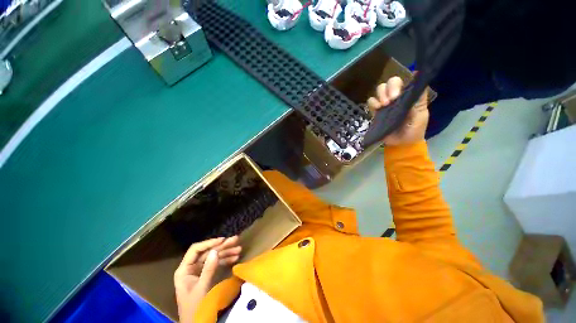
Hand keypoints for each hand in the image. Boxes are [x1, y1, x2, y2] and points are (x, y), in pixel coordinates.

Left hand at [174, 236, 241, 322]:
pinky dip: (226, 261)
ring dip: (226, 253)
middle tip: (235, 240)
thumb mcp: (202, 288)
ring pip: (213, 257)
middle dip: (222, 246)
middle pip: (207, 252)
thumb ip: (208, 269)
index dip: (209, 243)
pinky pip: (216, 264)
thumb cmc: (195, 307)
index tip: (223, 240)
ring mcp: (199, 271)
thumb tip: (215, 251)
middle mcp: (191, 268)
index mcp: (184, 270)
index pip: (196, 250)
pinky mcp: (206, 275)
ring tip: (239, 248)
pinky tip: (235, 258)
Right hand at [367, 76, 428, 145]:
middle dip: (389, 89)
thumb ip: (419, 99)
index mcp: (407, 96)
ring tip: (384, 105)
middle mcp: (396, 97)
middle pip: (389, 83)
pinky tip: (377, 109)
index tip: (398, 94)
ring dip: (380, 95)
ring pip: (379, 90)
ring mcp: (385, 104)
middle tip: (391, 100)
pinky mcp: (376, 112)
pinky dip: (372, 103)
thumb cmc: (414, 130)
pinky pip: (371, 101)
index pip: (402, 82)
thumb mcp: (421, 114)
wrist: (401, 144)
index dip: (398, 84)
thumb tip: (420, 78)